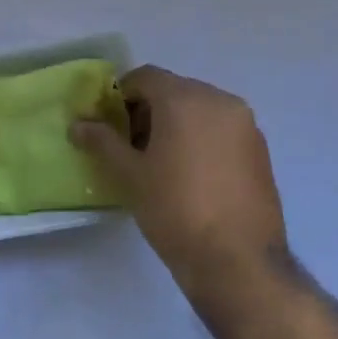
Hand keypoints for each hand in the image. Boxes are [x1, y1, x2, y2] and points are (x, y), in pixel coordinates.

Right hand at [70, 65, 288, 292]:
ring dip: (174, 124)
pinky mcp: (259, 151)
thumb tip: (77, 124)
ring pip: (199, 110)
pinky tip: (187, 174)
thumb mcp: (129, 174)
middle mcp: (220, 101)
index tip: (107, 125)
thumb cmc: (175, 209)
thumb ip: (101, 141)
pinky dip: (199, 138)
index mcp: (186, 99)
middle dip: (147, 110)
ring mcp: (245, 126)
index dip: (119, 96)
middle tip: (128, 145)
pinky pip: (220, 130)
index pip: (145, 77)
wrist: (237, 261)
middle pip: (173, 90)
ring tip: (157, 162)